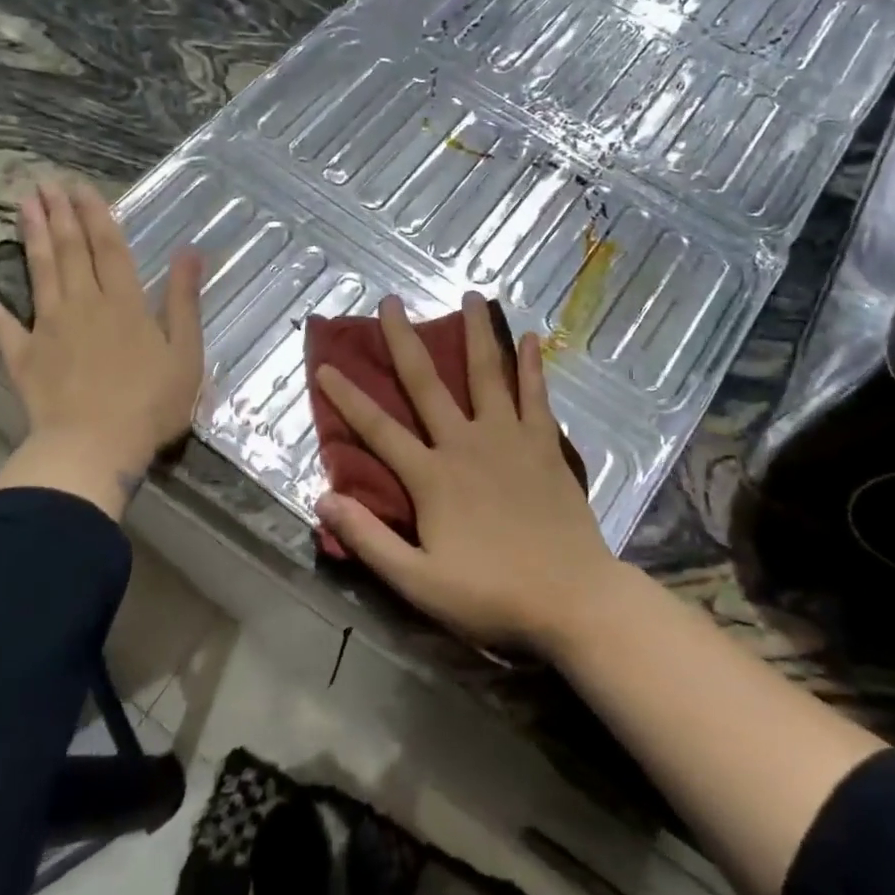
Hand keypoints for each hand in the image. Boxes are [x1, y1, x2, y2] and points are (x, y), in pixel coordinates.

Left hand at [0, 180, 203, 518]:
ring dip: (32, 235)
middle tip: (46, 181)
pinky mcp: (22, 354)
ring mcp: (48, 327)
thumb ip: (183, 300)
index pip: (111, 248)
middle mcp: (84, 303)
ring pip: (39, 271)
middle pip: (72, 250)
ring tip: (24, 203)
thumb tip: (190, 251)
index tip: (83, 187)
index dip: (98, 215)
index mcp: (125, 303)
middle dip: (61, 214)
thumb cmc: (151, 403)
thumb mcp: (186, 352)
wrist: (96, 446)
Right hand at [313, 293, 619, 654]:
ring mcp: (509, 439)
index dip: (347, 398)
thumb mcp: (418, 581)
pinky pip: (536, 395)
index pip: (378, 430)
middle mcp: (467, 443)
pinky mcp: (544, 445)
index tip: (326, 366)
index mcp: (432, 476)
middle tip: (391, 302)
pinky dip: (532, 366)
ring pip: (487, 374)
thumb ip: (369, 539)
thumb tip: (322, 499)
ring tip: (470, 296)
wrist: (572, 598)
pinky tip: (531, 338)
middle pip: (427, 383)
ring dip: (476, 334)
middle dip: (404, 341)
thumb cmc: (492, 595)